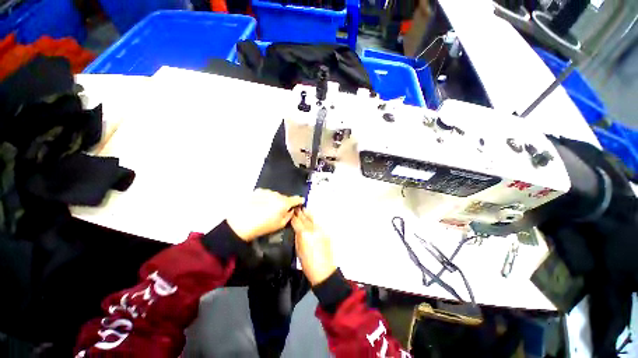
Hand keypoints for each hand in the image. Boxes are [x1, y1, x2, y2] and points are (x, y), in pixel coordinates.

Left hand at [226, 189, 303, 241]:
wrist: (240, 223)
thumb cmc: (261, 226)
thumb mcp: (280, 225)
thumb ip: (289, 215)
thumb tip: (291, 210)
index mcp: (284, 202)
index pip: (297, 199)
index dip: (300, 201)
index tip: (301, 202)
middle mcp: (277, 194)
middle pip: (285, 197)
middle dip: (284, 203)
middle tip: (278, 212)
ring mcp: (267, 191)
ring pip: (275, 195)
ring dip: (274, 201)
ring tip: (266, 210)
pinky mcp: (258, 191)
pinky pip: (266, 194)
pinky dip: (266, 199)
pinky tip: (260, 206)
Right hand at [291, 209, 336, 285]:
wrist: (324, 271)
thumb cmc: (308, 264)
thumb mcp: (298, 250)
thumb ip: (297, 237)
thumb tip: (296, 229)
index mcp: (304, 234)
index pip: (296, 222)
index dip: (293, 216)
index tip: (290, 212)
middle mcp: (312, 229)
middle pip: (304, 218)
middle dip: (300, 212)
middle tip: (296, 208)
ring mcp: (320, 230)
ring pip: (312, 218)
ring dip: (307, 213)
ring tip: (303, 209)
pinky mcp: (325, 233)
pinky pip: (318, 223)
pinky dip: (313, 219)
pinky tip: (311, 218)